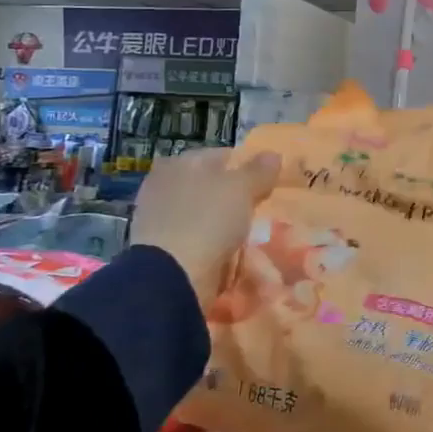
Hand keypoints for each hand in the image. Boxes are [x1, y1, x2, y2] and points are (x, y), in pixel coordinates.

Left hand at [130, 148, 280, 298]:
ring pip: (206, 214)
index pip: (221, 156)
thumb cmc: (207, 219)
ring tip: (252, 232)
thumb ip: (259, 170)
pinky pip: (199, 239)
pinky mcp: (162, 249)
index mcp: (178, 163)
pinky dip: (215, 244)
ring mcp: (160, 219)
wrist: (173, 276)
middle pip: (212, 186)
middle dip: (236, 196)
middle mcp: (164, 186)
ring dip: (226, 222)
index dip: (247, 166)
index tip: (268, 182)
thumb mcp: (241, 188)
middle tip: (263, 207)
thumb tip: (272, 155)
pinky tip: (233, 251)